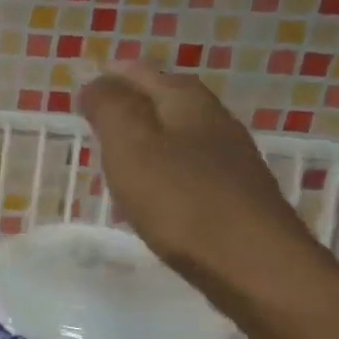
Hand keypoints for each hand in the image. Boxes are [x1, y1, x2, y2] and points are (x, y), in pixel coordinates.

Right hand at [76, 62, 322, 299]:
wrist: (252, 264)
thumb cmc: (181, 200)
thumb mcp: (131, 147)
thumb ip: (110, 110)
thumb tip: (94, 81)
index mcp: (188, 103)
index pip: (147, 74)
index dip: (116, 75)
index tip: (87, 83)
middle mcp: (214, 123)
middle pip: (169, 100)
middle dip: (134, 101)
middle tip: (98, 112)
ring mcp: (229, 161)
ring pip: (180, 135)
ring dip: (149, 136)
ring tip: (117, 149)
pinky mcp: (232, 196)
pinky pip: (187, 168)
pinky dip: (162, 167)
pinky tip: (150, 188)